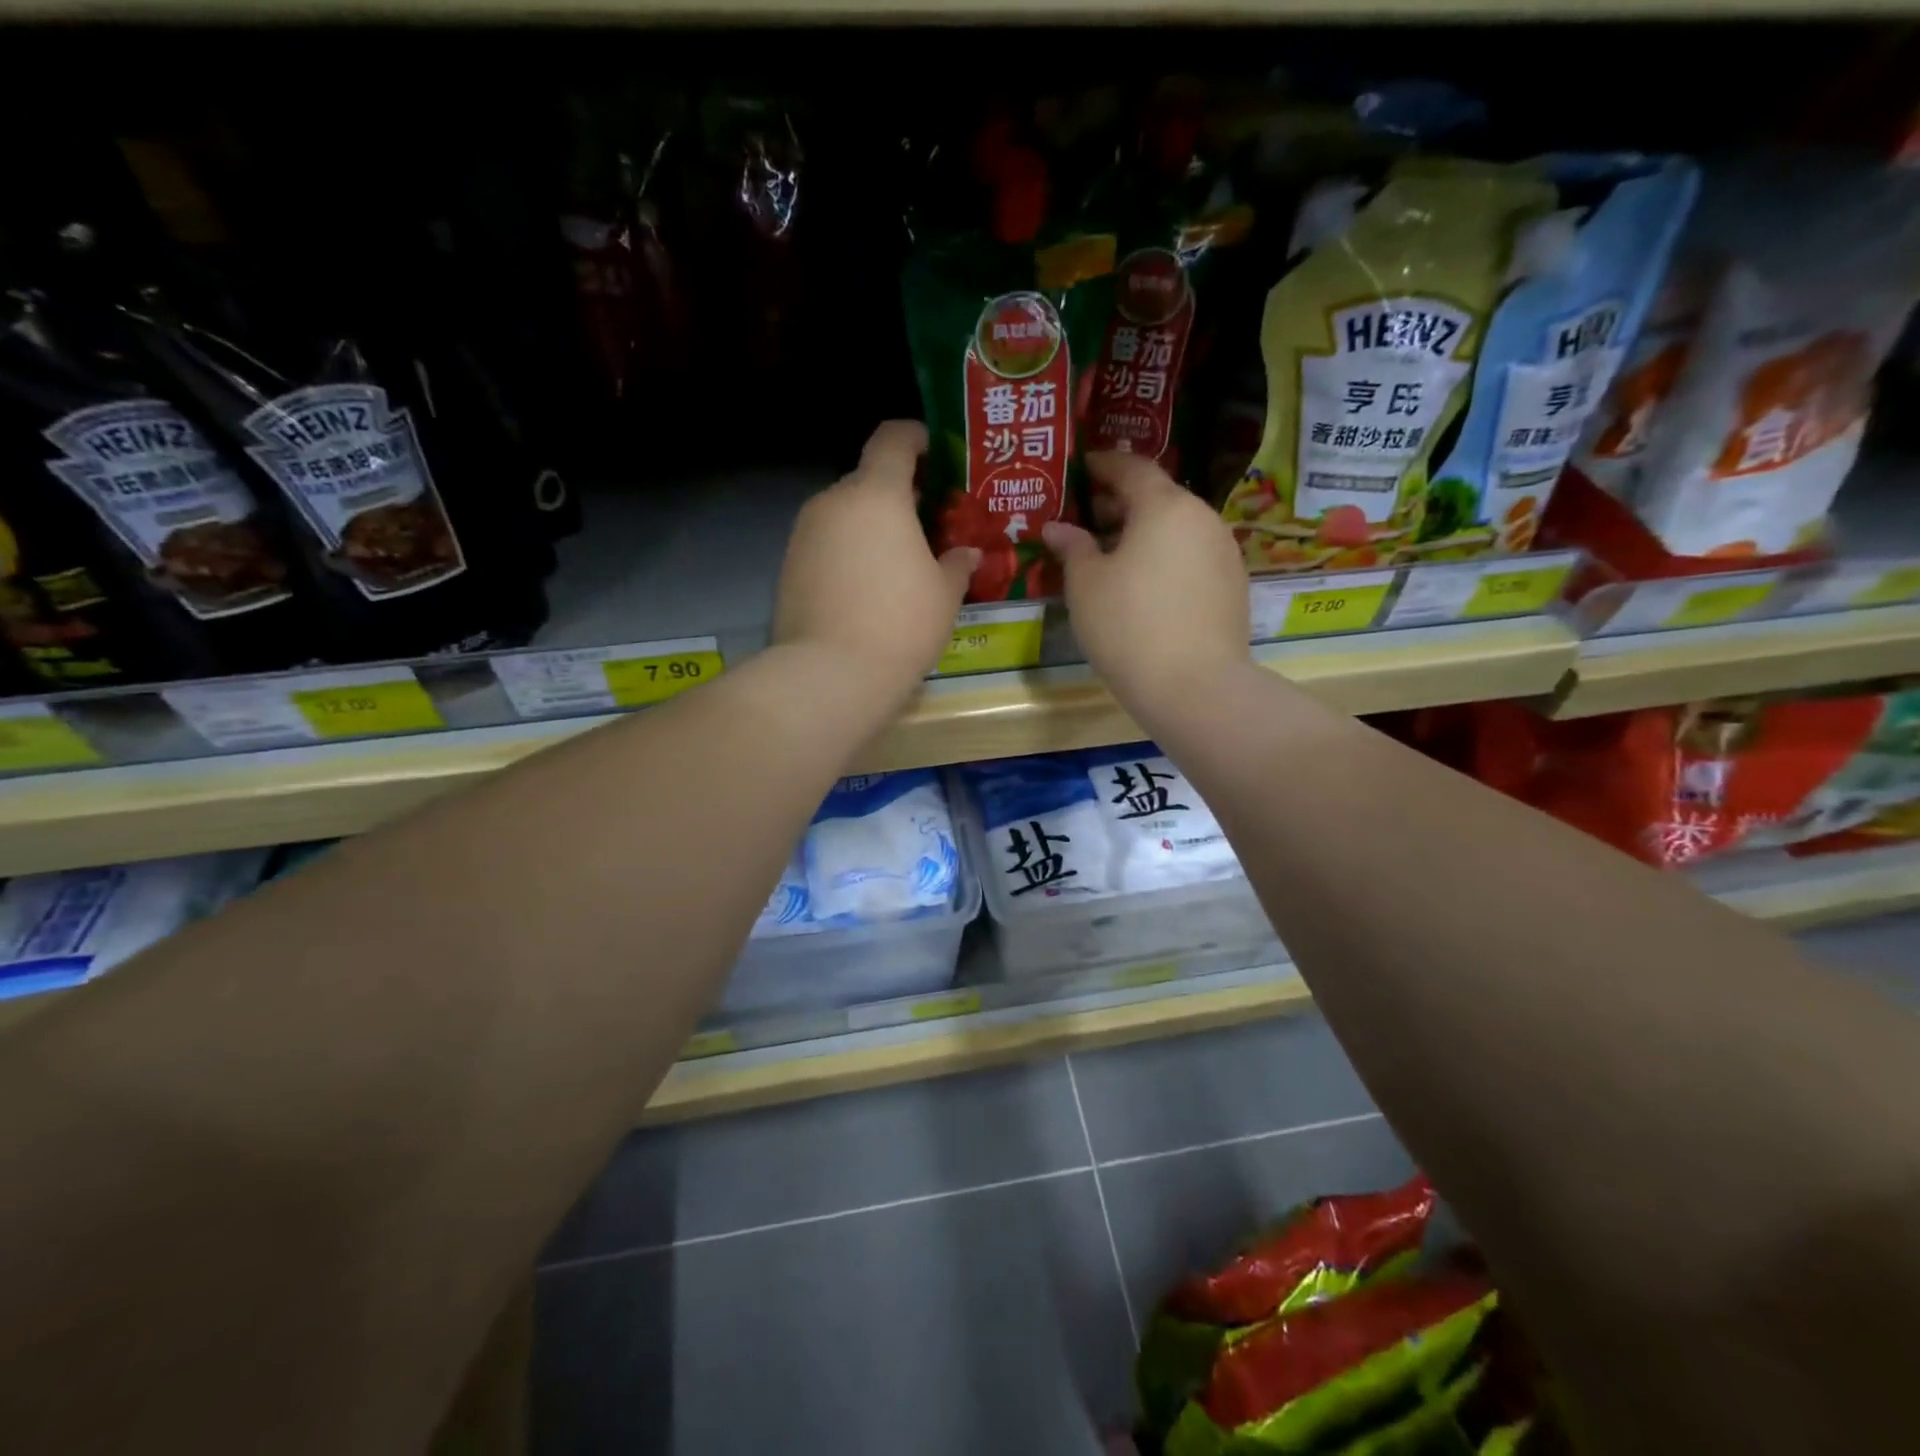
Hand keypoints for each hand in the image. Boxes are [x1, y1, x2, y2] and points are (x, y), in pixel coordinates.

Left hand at [771, 420, 977, 702]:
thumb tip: (968, 553)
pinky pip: (825, 543)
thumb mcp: (945, 594)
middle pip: (867, 480)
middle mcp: (834, 502)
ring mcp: (804, 533)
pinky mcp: (788, 565)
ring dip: (870, 526)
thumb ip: (957, 564)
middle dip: (896, 494)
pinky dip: (846, 552)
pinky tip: (865, 588)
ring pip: (844, 514)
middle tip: (925, 523)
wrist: (831, 674)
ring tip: (896, 561)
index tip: (932, 451)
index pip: (892, 438)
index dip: (914, 437)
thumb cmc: (901, 624)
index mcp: (877, 494)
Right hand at [1042, 451, 1249, 717]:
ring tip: (1113, 555)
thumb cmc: (1128, 625)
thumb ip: (1072, 547)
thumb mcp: (1085, 585)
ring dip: (1146, 532)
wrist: (1194, 686)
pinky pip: (1193, 556)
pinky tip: (1146, 585)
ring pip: (1178, 528)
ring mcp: (1225, 552)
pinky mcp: (1234, 586)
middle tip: (1089, 517)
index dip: (1103, 465)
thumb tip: (1058, 527)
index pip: (1132, 468)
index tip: (1081, 469)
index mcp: (1165, 506)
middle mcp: (1202, 518)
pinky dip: (1167, 558)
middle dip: (1122, 502)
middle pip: (1159, 497)